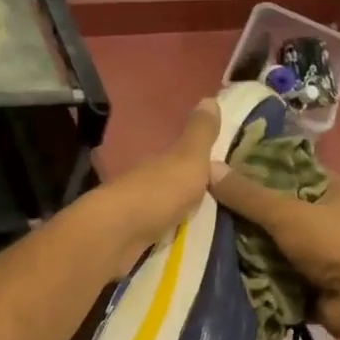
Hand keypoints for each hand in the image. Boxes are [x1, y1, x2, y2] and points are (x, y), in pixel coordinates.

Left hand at [88, 99, 220, 279]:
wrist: (118, 234)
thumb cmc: (158, 192)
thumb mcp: (188, 159)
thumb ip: (199, 134)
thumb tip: (209, 97)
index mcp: (160, 162)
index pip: (180, 156)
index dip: (198, 160)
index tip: (222, 169)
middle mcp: (145, 182)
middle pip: (169, 183)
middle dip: (188, 190)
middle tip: (219, 202)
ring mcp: (135, 212)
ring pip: (161, 209)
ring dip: (176, 214)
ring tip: (206, 227)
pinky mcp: (130, 240)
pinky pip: (155, 234)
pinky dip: (166, 235)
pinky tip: (179, 243)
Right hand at [206, 164, 339, 338]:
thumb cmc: (335, 243)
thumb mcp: (287, 212)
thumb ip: (247, 195)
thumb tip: (207, 166)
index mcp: (330, 188)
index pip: (286, 169)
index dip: (254, 168)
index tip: (218, 170)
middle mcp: (326, 216)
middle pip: (276, 208)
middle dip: (244, 212)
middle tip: (202, 206)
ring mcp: (319, 251)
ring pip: (273, 242)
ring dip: (246, 245)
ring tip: (203, 237)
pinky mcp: (310, 281)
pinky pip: (275, 271)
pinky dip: (255, 272)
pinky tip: (221, 265)